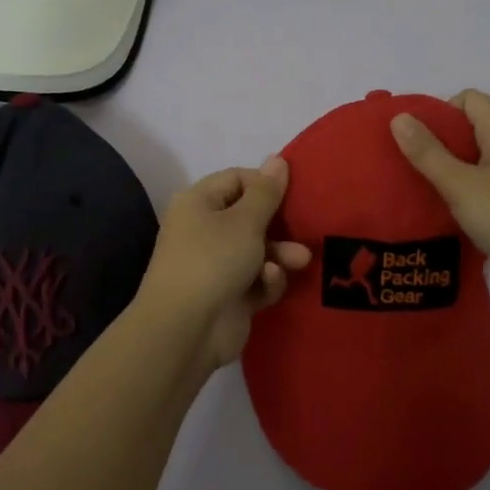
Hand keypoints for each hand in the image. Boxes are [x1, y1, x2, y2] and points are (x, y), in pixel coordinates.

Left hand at [135, 157, 311, 369]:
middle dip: (279, 225)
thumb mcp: (245, 221)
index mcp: (198, 202)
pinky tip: (269, 284)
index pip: (236, 179)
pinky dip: (266, 281)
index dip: (266, 184)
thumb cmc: (213, 260)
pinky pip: (256, 280)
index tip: (295, 192)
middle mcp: (203, 229)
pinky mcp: (228, 296)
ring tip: (300, 261)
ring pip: (257, 251)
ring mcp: (215, 265)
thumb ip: (267, 192)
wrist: (185, 330)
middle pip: (250, 216)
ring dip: (280, 254)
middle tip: (304, 229)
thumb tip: (277, 159)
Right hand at [390, 89, 489, 306]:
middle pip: (474, 125)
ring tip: (428, 189)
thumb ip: (427, 152)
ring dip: (454, 166)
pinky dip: (470, 187)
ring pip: (481, 155)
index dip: (440, 112)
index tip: (418, 141)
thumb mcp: (460, 185)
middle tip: (414, 166)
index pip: (469, 99)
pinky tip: (455, 210)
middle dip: (441, 140)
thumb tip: (399, 117)